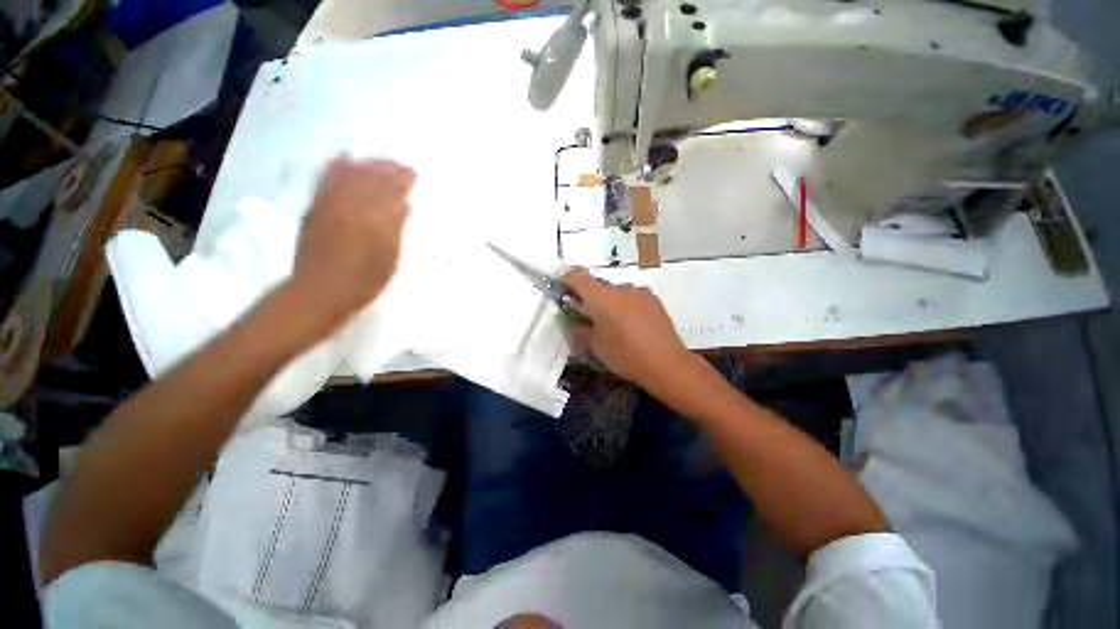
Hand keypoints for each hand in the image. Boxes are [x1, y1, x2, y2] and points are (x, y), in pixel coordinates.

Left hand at [288, 156, 413, 327]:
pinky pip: (326, 178)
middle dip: (388, 169)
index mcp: (375, 219)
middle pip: (371, 177)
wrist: (321, 290)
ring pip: (350, 174)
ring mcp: (329, 203)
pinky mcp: (315, 206)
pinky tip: (345, 159)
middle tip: (402, 166)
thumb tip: (403, 205)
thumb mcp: (390, 257)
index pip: (392, 190)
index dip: (403, 180)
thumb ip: (397, 228)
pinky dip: (337, 166)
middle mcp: (351, 204)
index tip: (414, 174)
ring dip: (367, 164)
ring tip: (379, 162)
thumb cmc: (364, 280)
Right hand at [563, 268, 697, 392]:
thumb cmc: (625, 356)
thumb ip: (580, 331)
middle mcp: (619, 288)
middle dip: (590, 296)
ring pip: (616, 291)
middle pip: (598, 284)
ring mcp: (639, 292)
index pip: (578, 276)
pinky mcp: (653, 299)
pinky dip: (626, 305)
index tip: (564, 287)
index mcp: (600, 298)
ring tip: (614, 324)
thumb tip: (575, 323)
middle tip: (588, 315)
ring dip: (609, 301)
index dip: (567, 278)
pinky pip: (632, 296)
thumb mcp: (595, 347)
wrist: (666, 363)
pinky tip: (632, 325)